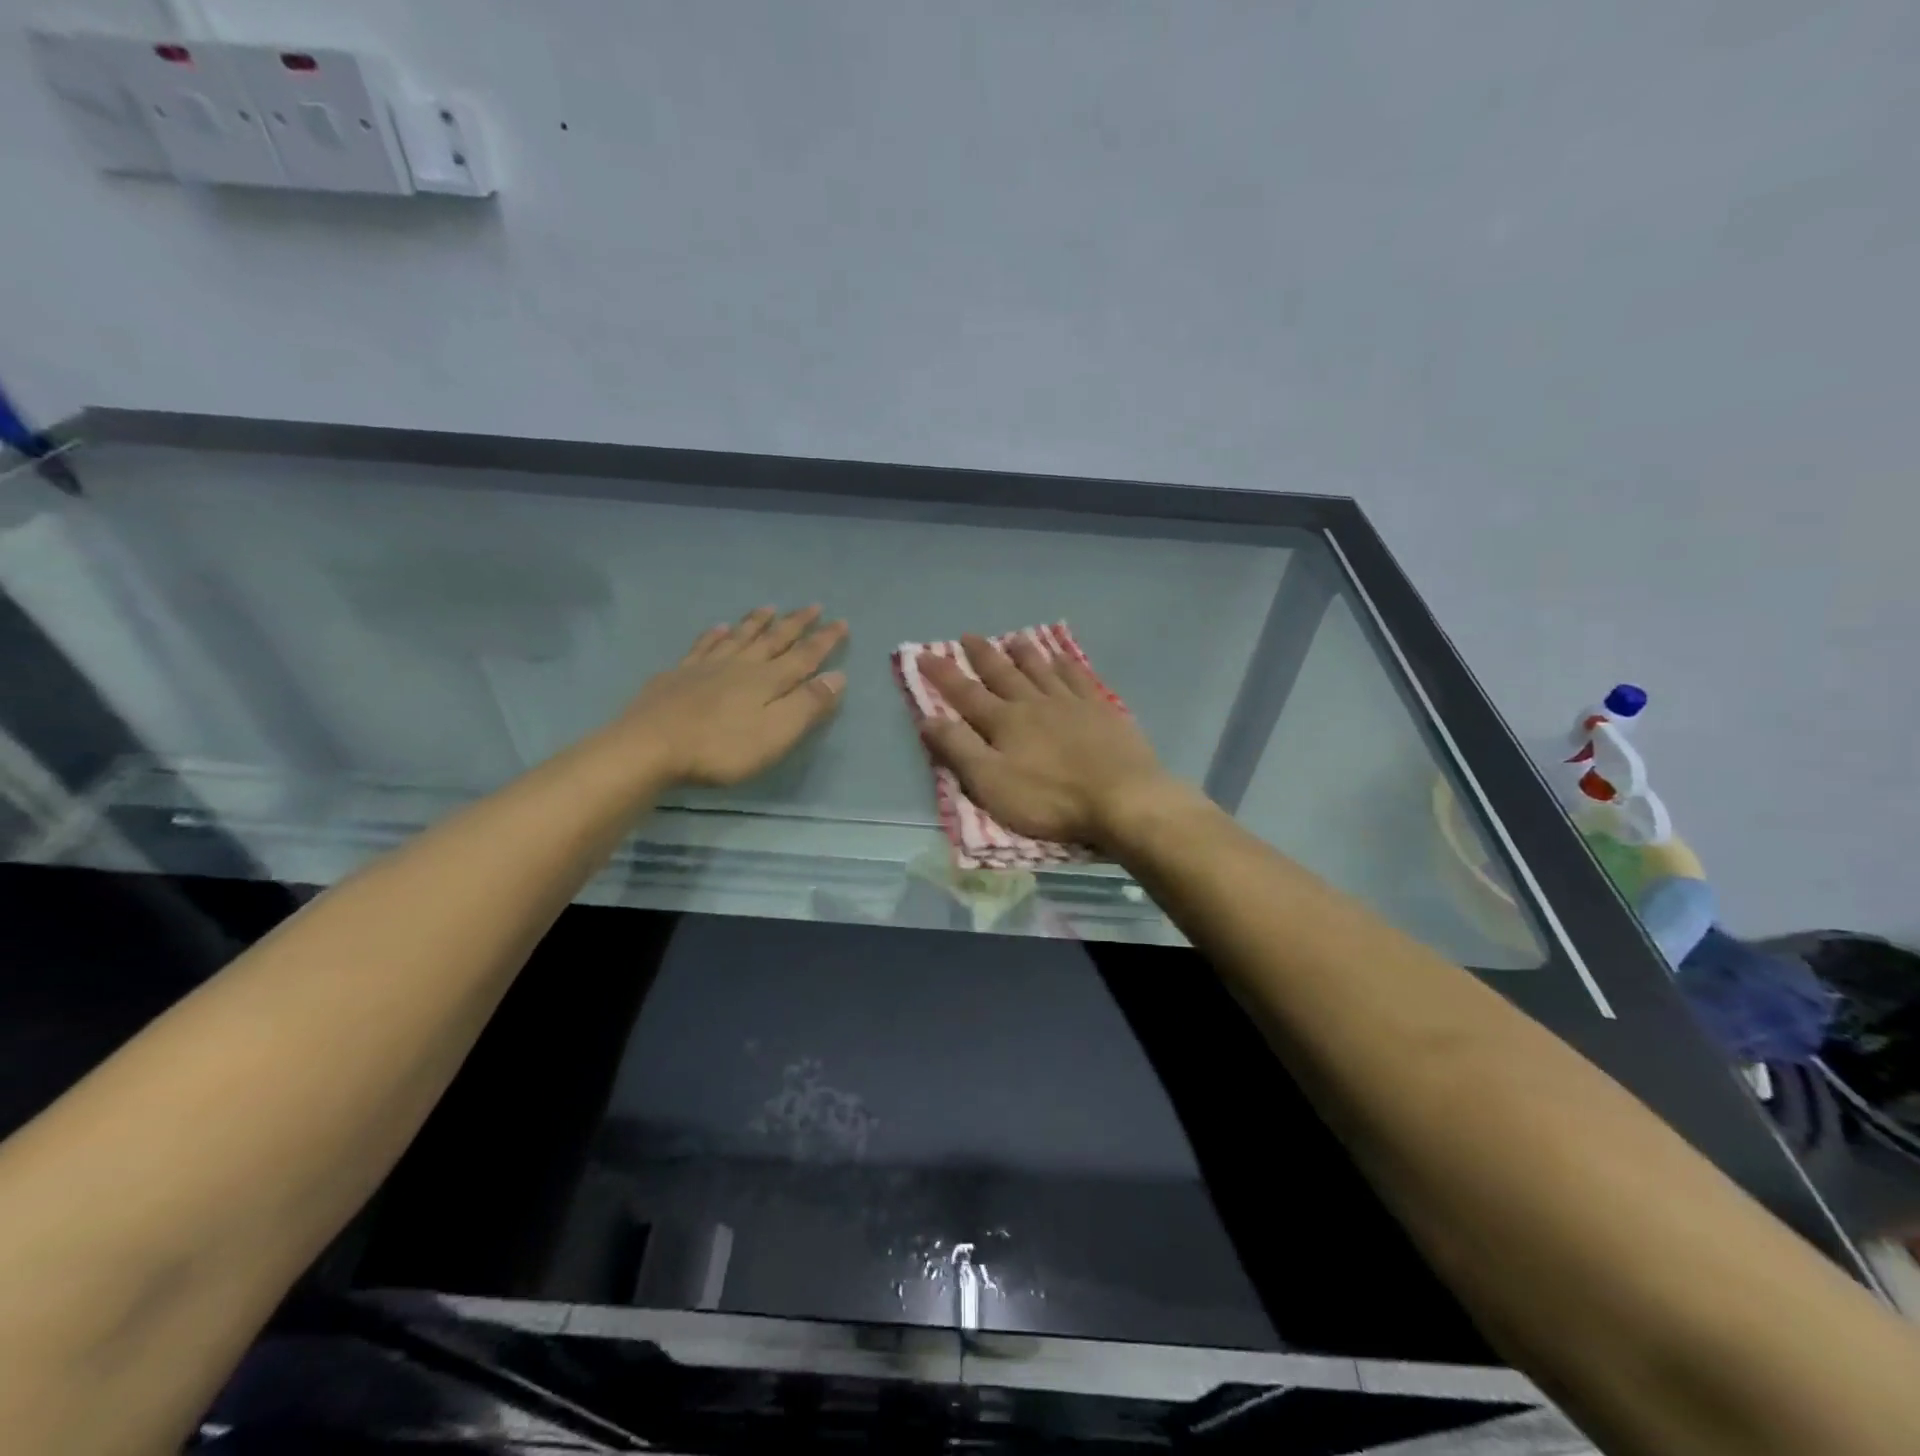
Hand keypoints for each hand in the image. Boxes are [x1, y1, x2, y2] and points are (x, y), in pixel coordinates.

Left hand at [608, 606, 847, 786]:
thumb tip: (837, 676)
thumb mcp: (776, 733)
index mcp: (768, 680)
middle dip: (796, 624)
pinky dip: (713, 635)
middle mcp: (741, 666)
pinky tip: (717, 628)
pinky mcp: (678, 676)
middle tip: (813, 605)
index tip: (841, 622)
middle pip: (773, 639)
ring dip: (756, 622)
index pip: (804, 656)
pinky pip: (702, 647)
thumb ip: (807, 705)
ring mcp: (706, 667)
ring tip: (769, 607)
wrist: (650, 746)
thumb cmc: (721, 747)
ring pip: (738, 637)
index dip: (824, 640)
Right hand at [917, 634, 1191, 847]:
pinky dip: (1066, 664)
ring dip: (1025, 653)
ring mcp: (1071, 703)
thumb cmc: (1050, 799)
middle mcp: (1034, 703)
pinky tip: (1063, 657)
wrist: (1122, 799)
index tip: (923, 655)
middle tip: (969, 636)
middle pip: (1003, 673)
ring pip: (1041, 669)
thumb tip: (928, 718)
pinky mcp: (1102, 710)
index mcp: (1005, 722)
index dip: (943, 674)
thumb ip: (959, 750)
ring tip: (1014, 638)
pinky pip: (1079, 677)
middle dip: (983, 655)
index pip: (965, 693)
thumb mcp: (992, 784)